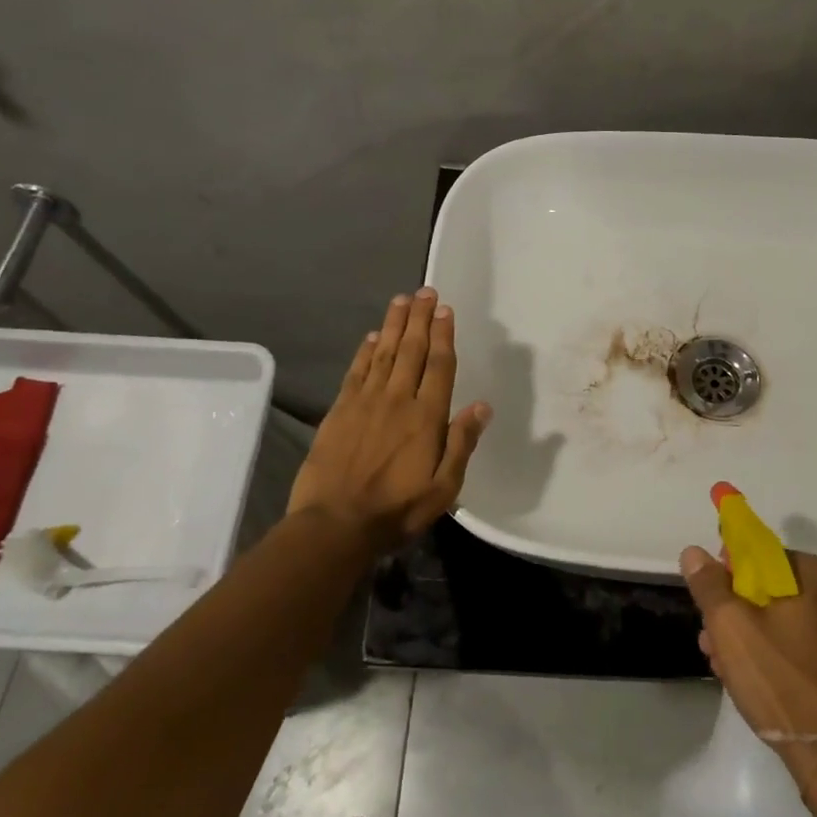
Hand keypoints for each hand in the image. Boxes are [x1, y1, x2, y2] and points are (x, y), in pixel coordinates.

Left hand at [288, 288, 491, 550]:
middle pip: (412, 350)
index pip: (439, 366)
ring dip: (395, 324)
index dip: (444, 335)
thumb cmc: (396, 510)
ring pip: (384, 353)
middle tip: (426, 291)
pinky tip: (373, 336)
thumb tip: (482, 406)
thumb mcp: (443, 488)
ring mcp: (365, 402)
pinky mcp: (340, 410)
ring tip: (402, 300)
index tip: (446, 310)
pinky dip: (366, 350)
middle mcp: (397, 399)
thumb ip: (462, 444)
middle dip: (421, 318)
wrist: (334, 524)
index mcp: (426, 417)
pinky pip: (357, 371)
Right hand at [680, 545, 816, 782]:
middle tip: (719, 645)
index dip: (733, 575)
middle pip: (784, 592)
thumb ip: (710, 585)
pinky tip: (783, 688)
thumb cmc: (782, 684)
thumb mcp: (731, 630)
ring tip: (741, 673)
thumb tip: (694, 552)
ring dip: (771, 637)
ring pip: (805, 624)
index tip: (715, 602)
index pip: (766, 557)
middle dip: (747, 613)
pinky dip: (804, 659)